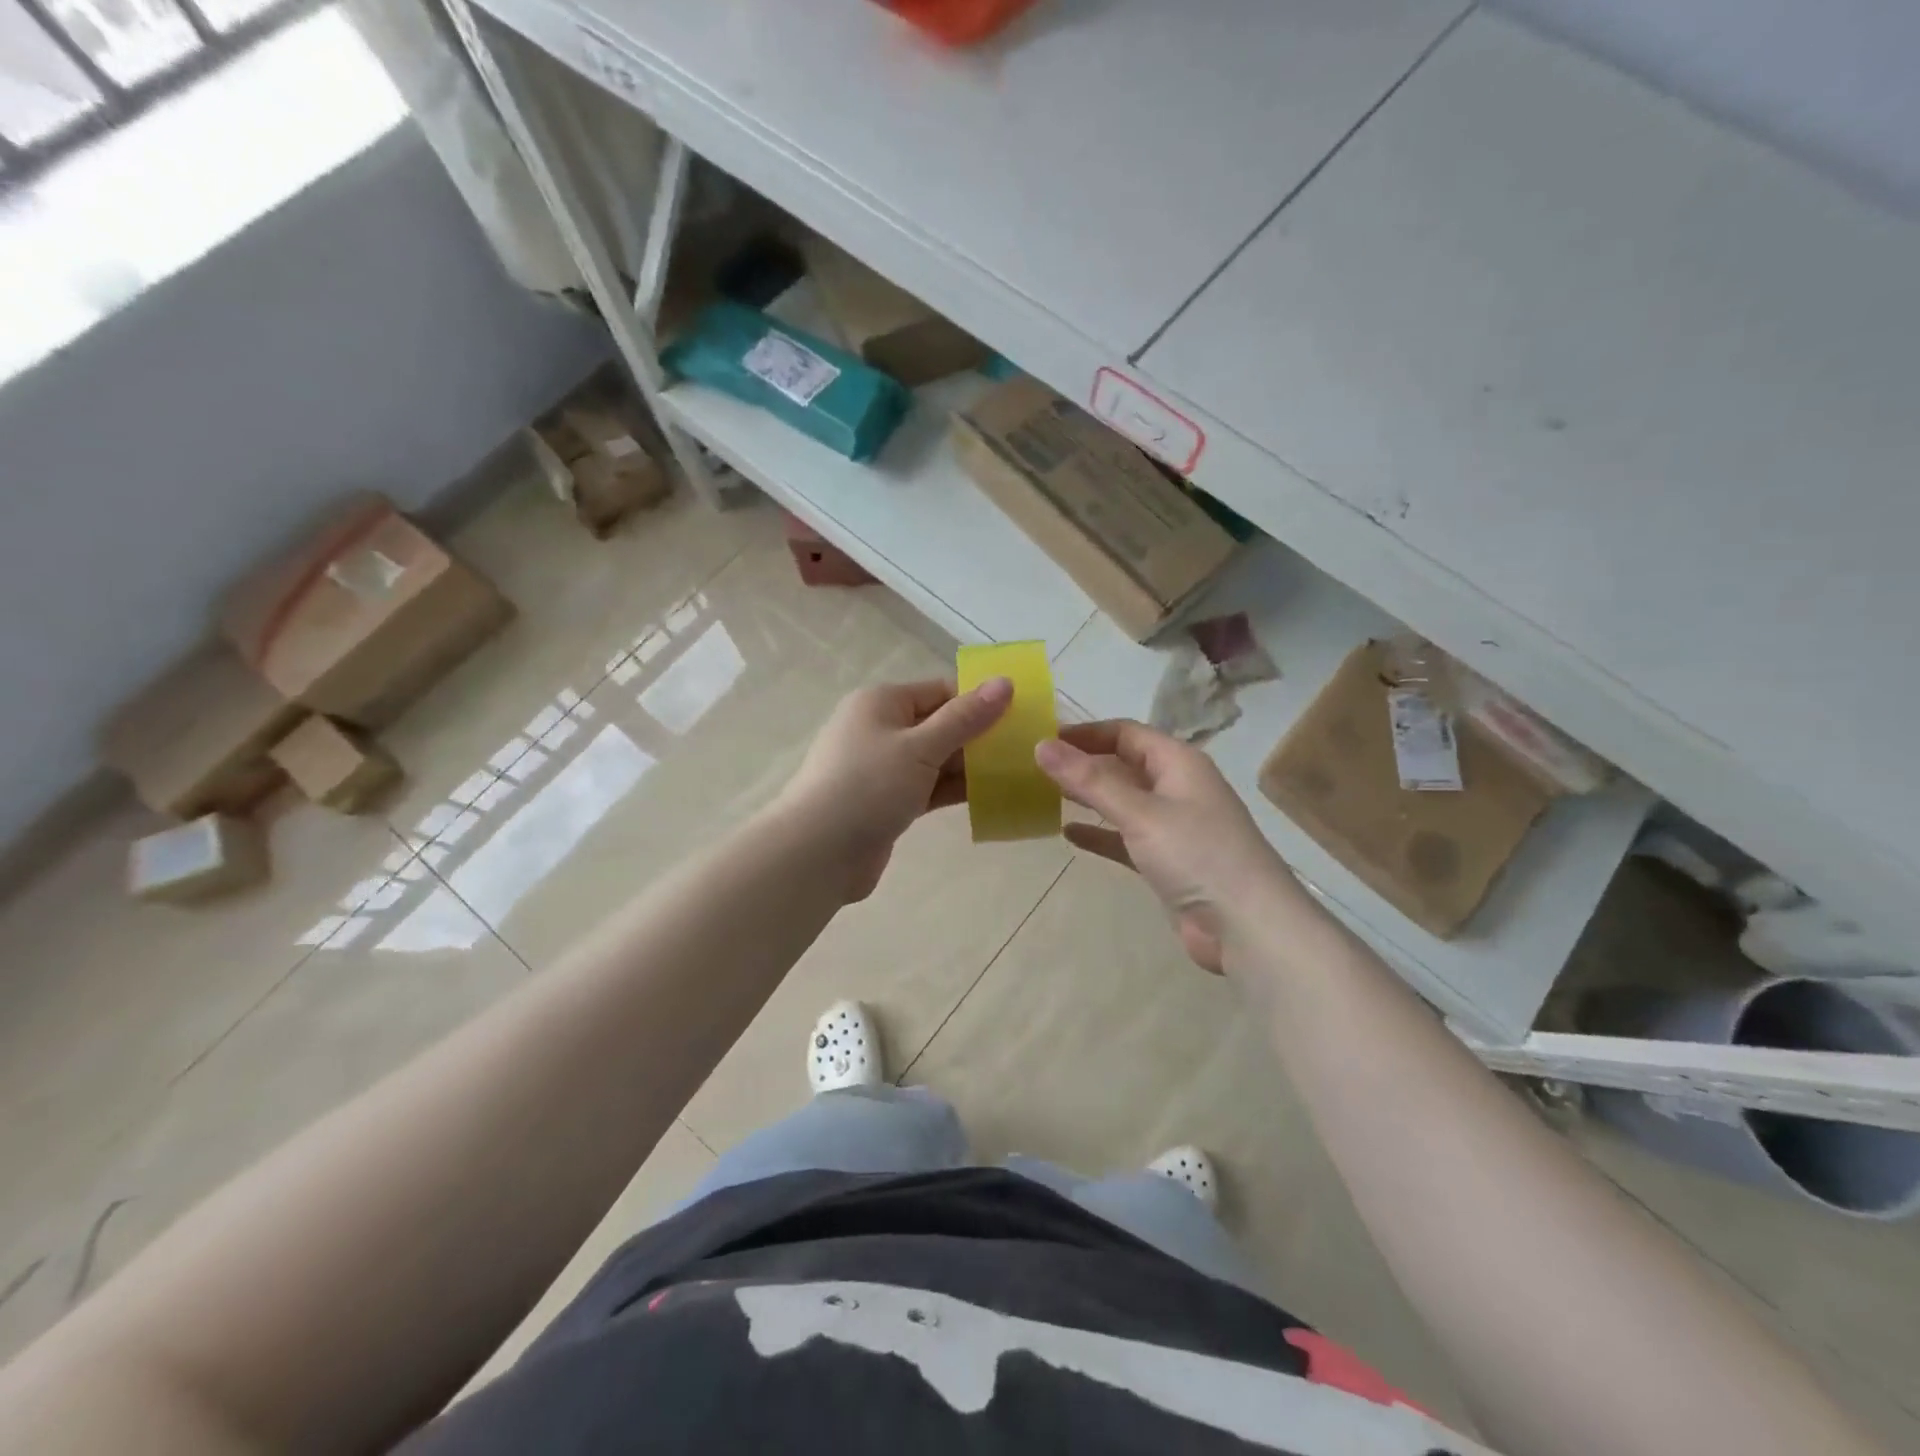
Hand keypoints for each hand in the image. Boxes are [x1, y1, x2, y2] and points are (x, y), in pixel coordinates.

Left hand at [777, 677, 1012, 900]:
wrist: (817, 852)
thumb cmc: (868, 786)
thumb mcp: (920, 747)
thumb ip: (964, 718)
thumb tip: (1004, 682)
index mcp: (882, 702)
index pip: (941, 691)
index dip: (980, 700)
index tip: (1022, 716)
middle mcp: (880, 728)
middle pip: (940, 724)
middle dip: (979, 736)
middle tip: (1027, 749)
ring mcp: (882, 767)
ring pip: (935, 759)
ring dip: (970, 766)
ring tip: (1017, 773)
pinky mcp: (886, 801)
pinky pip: (927, 787)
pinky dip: (953, 790)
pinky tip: (989, 797)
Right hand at [1035, 720, 1295, 973]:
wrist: (1248, 927)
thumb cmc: (1197, 855)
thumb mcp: (1140, 813)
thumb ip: (1090, 780)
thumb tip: (1041, 746)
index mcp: (1178, 763)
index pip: (1125, 733)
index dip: (1085, 732)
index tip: (1043, 738)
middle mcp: (1177, 787)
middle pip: (1123, 764)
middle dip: (1083, 764)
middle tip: (1035, 767)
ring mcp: (1173, 826)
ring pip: (1123, 801)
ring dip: (1089, 797)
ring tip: (1045, 794)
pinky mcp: (1167, 861)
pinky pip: (1125, 838)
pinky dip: (1100, 833)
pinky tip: (1070, 835)